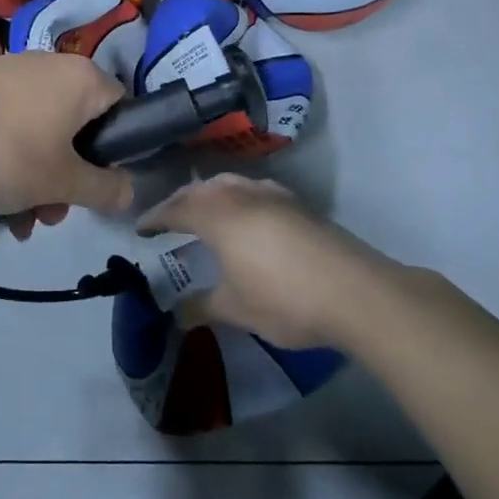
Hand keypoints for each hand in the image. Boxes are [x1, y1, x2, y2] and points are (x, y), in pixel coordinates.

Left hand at [0, 53, 132, 228]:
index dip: (116, 152)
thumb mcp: (60, 182)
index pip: (122, 110)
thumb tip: (130, 189)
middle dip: (66, 180)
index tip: (96, 186)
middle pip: (77, 130)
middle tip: (49, 215)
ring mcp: (12, 74)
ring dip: (35, 180)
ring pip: (41, 134)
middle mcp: (51, 67)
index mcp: (82, 79)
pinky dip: (8, 161)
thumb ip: (102, 189)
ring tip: (15, 220)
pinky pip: (10, 126)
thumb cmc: (2, 151)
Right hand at [138, 174, 380, 349]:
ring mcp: (275, 196)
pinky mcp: (300, 206)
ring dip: (211, 193)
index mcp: (219, 216)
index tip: (141, 229)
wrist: (357, 293)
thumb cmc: (285, 299)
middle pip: (202, 189)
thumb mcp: (236, 309)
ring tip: (205, 211)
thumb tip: (176, 314)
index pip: (177, 209)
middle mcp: (243, 196)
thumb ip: (202, 307)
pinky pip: (255, 189)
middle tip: (168, 219)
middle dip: (181, 201)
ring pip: (231, 183)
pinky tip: (249, 215)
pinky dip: (239, 197)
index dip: (156, 218)